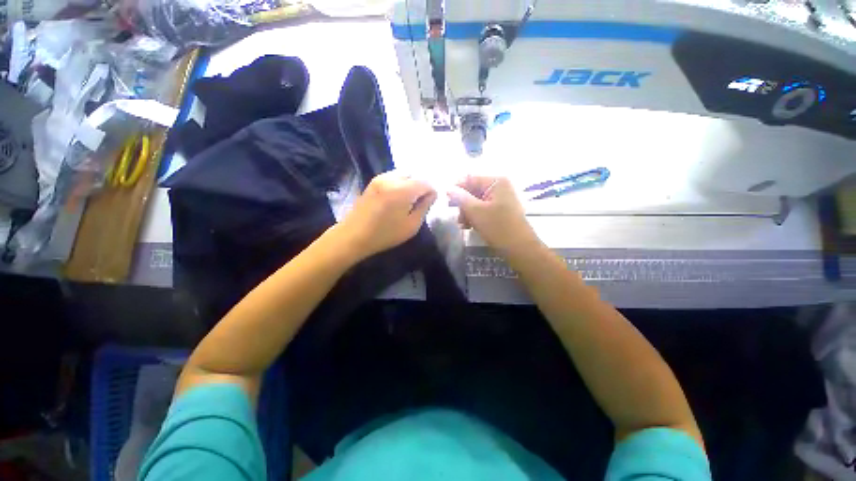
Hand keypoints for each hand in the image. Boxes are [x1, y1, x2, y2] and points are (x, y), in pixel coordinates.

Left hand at [336, 172, 436, 259]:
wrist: (354, 235)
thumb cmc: (385, 234)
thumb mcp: (411, 225)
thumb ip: (424, 207)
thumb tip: (432, 194)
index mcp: (403, 190)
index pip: (426, 182)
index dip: (432, 191)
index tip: (431, 202)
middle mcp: (392, 178)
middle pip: (415, 175)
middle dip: (421, 186)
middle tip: (420, 202)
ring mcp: (380, 178)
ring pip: (404, 174)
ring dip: (410, 183)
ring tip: (409, 200)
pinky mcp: (373, 181)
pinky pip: (393, 176)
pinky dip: (400, 183)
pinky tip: (397, 197)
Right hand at [448, 176, 539, 254]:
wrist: (519, 248)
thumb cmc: (498, 227)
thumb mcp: (475, 211)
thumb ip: (461, 198)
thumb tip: (448, 188)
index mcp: (496, 182)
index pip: (470, 179)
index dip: (457, 189)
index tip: (447, 201)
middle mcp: (499, 187)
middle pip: (473, 190)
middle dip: (463, 204)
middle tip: (458, 217)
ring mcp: (501, 199)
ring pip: (476, 202)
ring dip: (467, 212)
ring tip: (463, 225)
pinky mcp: (501, 211)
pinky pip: (483, 209)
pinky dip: (475, 217)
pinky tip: (469, 226)